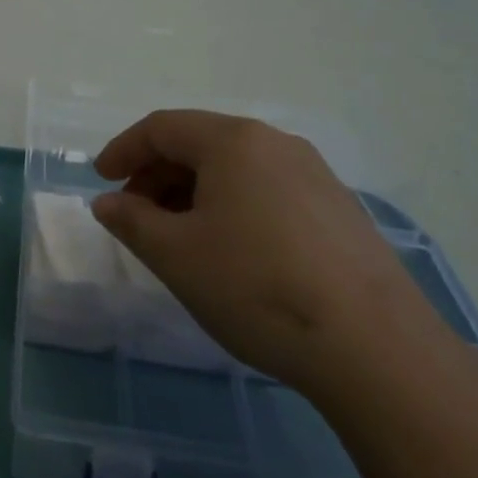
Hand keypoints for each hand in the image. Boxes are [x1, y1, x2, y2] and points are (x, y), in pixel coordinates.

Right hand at [91, 109, 445, 395]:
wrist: (376, 349)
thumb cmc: (256, 286)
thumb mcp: (175, 255)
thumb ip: (131, 220)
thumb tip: (107, 202)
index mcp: (232, 141)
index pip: (161, 128)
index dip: (123, 150)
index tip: (101, 179)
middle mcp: (275, 143)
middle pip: (199, 143)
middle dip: (157, 174)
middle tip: (136, 214)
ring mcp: (314, 175)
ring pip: (235, 169)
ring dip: (194, 192)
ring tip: (180, 236)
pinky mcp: (339, 210)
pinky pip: (268, 190)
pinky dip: (233, 206)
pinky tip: (232, 250)